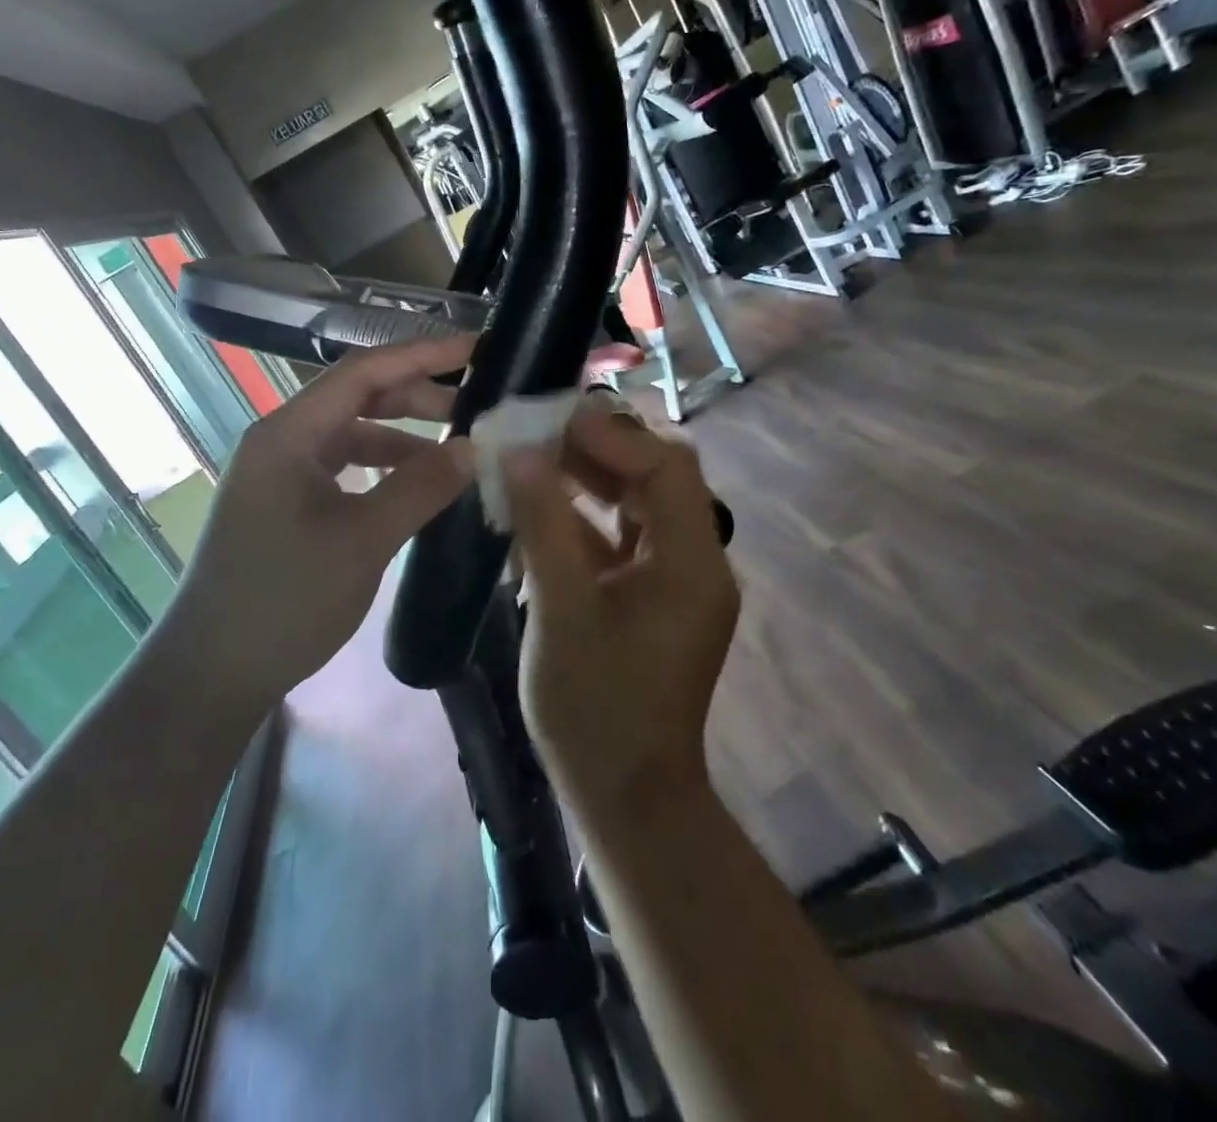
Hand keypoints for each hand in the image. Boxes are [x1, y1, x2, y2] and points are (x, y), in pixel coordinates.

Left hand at [164, 335, 476, 703]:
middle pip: (357, 397)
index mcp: (288, 433)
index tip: (476, 349)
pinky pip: (342, 467)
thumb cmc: (284, 600)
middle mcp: (281, 440)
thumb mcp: (362, 541)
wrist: (212, 672)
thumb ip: (420, 488)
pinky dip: (382, 468)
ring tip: (455, 451)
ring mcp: (280, 473)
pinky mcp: (285, 503)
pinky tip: (415, 486)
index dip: (422, 354)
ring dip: (403, 436)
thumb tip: (474, 447)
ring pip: (351, 434)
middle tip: (476, 408)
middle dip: (417, 396)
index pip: (363, 372)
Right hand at [504, 407, 739, 824]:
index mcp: (691, 563)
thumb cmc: (594, 707)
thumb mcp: (561, 609)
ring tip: (533, 462)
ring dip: (589, 482)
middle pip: (656, 480)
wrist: (625, 797)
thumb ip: (543, 525)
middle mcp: (696, 562)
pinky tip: (539, 513)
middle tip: (539, 434)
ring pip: (637, 507)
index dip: (613, 434)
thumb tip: (521, 453)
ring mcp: (675, 583)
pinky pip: (623, 541)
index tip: (554, 420)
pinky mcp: (653, 600)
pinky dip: (585, 522)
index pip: (666, 467)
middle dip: (599, 451)